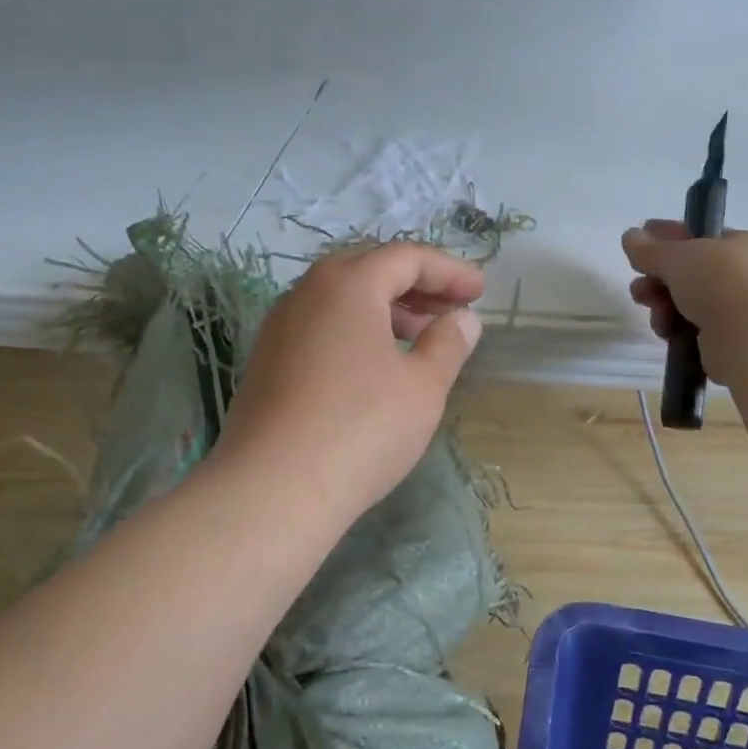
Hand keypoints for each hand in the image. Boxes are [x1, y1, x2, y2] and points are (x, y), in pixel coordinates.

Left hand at [211, 242, 484, 527]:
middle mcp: (307, 293)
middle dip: (417, 285)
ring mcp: (280, 327)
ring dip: (387, 309)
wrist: (271, 491)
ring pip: (342, 300)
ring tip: (421, 338)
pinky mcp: (267, 361)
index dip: (449, 271)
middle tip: (451, 310)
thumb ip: (448, 343)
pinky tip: (377, 367)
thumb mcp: (423, 386)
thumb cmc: (361, 428)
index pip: (406, 257)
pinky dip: (357, 331)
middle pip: (370, 270)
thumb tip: (463, 320)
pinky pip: (322, 327)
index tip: (480, 292)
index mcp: (347, 284)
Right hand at [622, 220, 747, 384]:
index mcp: (742, 244)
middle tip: (638, 289)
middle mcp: (745, 275)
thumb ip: (650, 249)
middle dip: (658, 280)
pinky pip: (693, 331)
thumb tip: (629, 235)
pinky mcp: (730, 343)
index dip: (667, 238)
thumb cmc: (721, 281)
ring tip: (655, 314)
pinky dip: (677, 330)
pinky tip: (667, 333)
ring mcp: (740, 310)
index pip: (699, 236)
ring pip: (688, 303)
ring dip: (663, 307)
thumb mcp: (678, 257)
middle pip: (689, 273)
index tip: (639, 243)